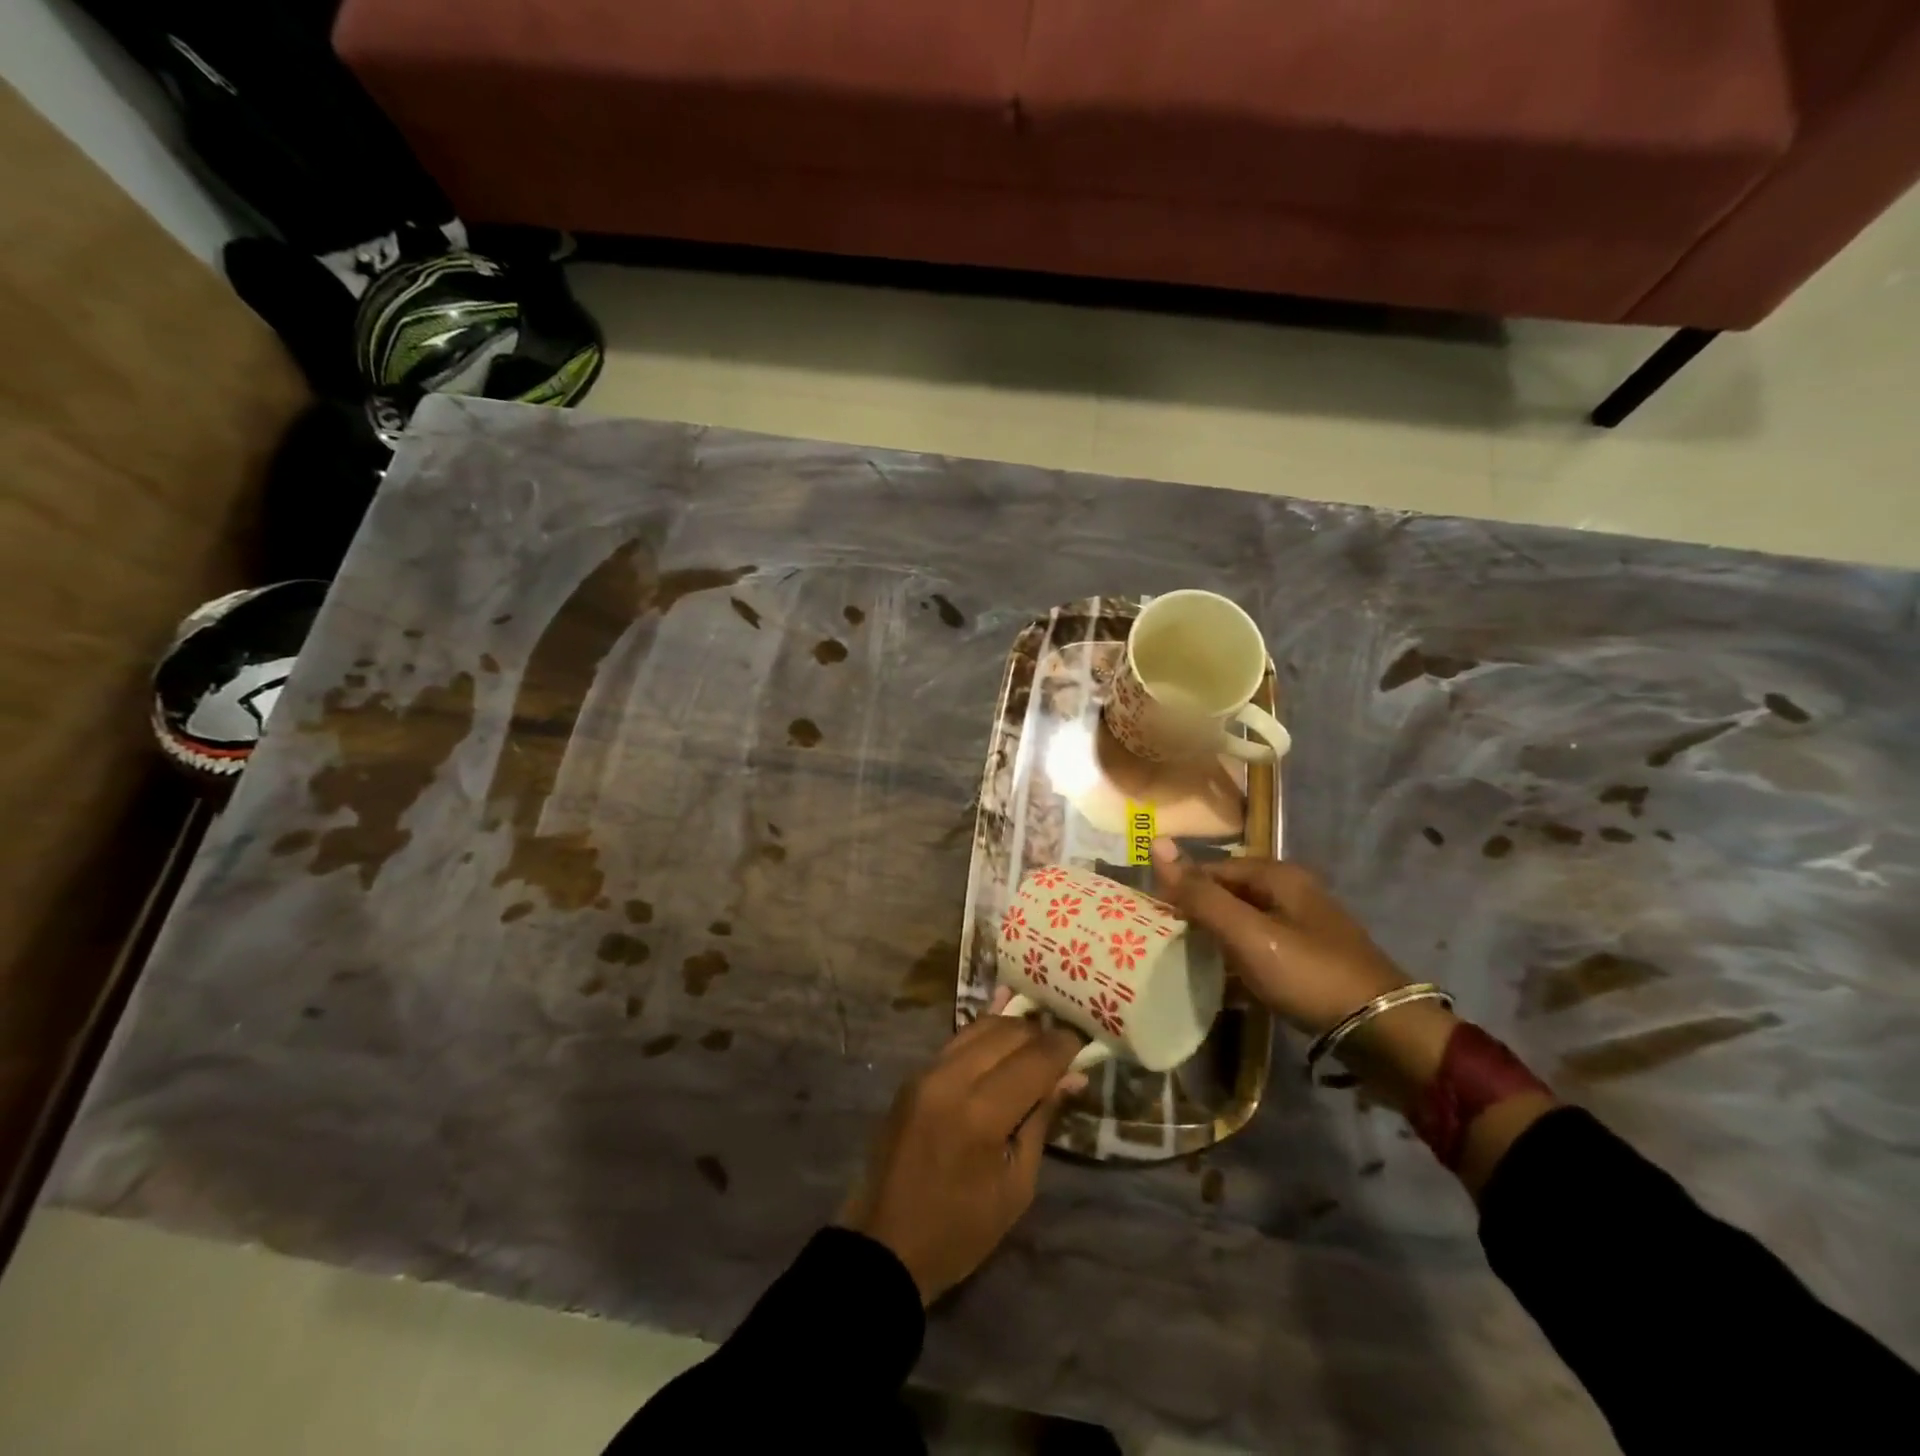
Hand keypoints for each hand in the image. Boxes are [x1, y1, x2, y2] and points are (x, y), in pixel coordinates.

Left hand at [837, 1014, 1081, 1303]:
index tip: (1083, 1043)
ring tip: (1037, 1041)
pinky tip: (1005, 1033)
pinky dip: (986, 1035)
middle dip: (1040, 1033)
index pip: (1033, 1059)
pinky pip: (958, 1040)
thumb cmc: (960, 1229)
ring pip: (980, 1027)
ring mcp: (928, 1072)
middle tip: (1063, 1045)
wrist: (885, 1244)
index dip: (1063, 1047)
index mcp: (981, 1114)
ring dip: (1013, 1028)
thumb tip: (1072, 1076)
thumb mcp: (1016, 1186)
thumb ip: (1041, 1120)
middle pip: (1007, 1033)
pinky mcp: (914, 1075)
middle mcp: (951, 1079)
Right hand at [1150, 839, 1408, 1036]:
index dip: (1181, 888)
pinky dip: (1240, 957)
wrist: (1382, 1031)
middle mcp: (1293, 891)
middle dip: (1198, 913)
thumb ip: (1200, 894)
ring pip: (1245, 921)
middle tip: (1165, 941)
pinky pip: (1262, 946)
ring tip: (1187, 961)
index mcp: (1278, 875)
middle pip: (1230, 893)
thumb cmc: (1307, 973)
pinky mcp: (1312, 957)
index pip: (1212, 868)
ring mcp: (1305, 925)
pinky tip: (1225, 980)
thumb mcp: (1246, 933)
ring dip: (1217, 937)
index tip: (1153, 917)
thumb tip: (1156, 843)